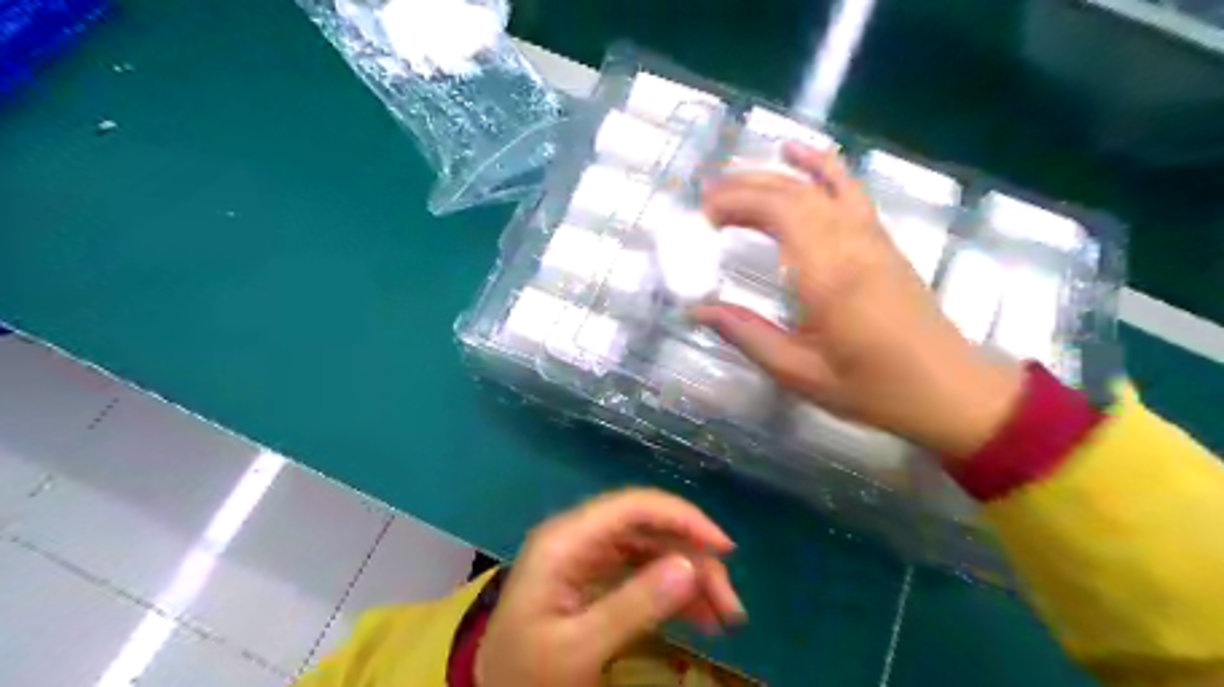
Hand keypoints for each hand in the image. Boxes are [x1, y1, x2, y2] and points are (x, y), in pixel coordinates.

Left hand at [474, 488, 745, 686]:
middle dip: (694, 557)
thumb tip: (691, 566)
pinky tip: (701, 616)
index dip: (683, 518)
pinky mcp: (593, 575)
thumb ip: (634, 605)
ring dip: (690, 576)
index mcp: (566, 540)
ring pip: (651, 548)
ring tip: (724, 617)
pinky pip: (642, 570)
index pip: (634, 507)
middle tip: (730, 603)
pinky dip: (673, 590)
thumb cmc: (526, 674)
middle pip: (648, 527)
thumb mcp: (579, 648)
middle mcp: (578, 536)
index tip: (725, 549)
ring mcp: (586, 555)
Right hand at [698, 140, 1025, 459]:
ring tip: (732, 179)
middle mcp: (851, 242)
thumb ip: (747, 334)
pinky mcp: (881, 240)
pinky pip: (848, 189)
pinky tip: (795, 153)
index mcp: (829, 275)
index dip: (736, 203)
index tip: (702, 219)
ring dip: (770, 176)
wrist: (949, 390)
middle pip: (792, 192)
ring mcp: (871, 236)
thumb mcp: (800, 372)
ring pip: (817, 185)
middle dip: (743, 188)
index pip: (778, 212)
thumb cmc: (873, 388)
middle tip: (704, 203)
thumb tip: (698, 310)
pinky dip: (819, 166)